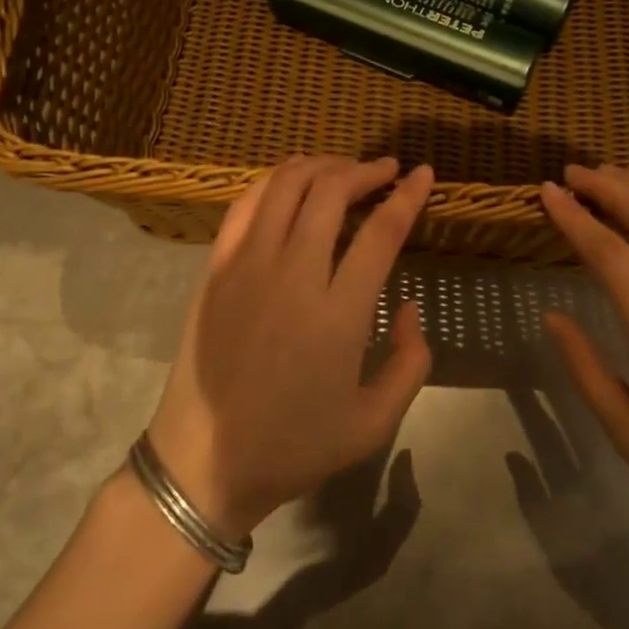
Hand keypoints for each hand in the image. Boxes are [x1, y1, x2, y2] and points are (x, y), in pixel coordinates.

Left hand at [145, 156, 434, 542]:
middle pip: (332, 192)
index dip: (408, 196)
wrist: (203, 462)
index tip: (424, 174)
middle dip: (366, 171)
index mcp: (337, 316)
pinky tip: (294, 181)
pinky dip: (276, 179)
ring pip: (287, 185)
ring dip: (322, 166)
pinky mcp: (216, 267)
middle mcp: (292, 276)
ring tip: (344, 169)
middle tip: (386, 169)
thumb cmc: (293, 446)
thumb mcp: (373, 423)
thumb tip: (409, 306)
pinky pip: (247, 203)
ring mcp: (247, 266)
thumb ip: (411, 362)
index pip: (381, 233)